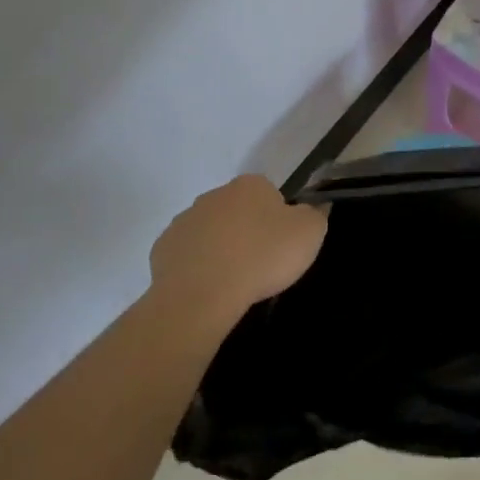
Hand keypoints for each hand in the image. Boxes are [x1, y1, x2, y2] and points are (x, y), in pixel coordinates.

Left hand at [148, 175, 327, 324]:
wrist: (203, 294)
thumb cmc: (262, 257)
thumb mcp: (309, 234)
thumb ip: (316, 214)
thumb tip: (315, 207)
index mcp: (250, 185)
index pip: (269, 194)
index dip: (278, 219)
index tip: (281, 244)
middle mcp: (214, 194)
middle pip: (237, 210)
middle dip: (246, 230)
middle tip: (260, 263)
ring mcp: (184, 220)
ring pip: (210, 231)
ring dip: (220, 247)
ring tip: (233, 280)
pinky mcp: (163, 248)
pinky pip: (187, 254)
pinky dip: (197, 266)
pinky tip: (209, 287)